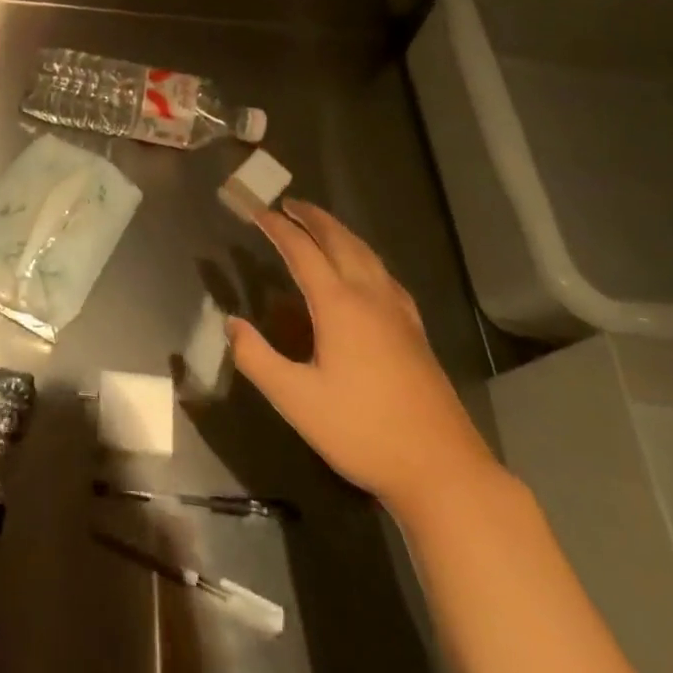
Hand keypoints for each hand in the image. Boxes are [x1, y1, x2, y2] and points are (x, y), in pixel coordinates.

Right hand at [227, 200, 499, 521]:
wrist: (442, 468)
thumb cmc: (362, 431)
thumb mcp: (296, 400)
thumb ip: (257, 358)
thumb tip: (231, 324)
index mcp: (339, 305)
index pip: (302, 251)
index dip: (278, 228)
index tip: (257, 212)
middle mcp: (370, 297)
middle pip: (340, 241)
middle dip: (313, 218)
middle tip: (289, 204)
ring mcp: (398, 313)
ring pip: (367, 254)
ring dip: (340, 232)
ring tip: (320, 225)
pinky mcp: (415, 331)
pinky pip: (384, 274)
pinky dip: (364, 256)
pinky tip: (365, 271)